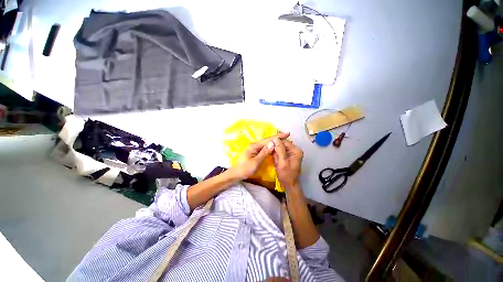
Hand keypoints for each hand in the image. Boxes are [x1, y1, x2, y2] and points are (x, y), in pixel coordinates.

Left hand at [230, 132, 289, 180]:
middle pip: (268, 140)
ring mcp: (255, 149)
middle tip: (287, 136)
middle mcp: (255, 145)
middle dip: (277, 138)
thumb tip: (272, 143)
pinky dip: (272, 147)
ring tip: (284, 140)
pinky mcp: (256, 152)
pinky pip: (265, 148)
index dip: (278, 137)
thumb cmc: (246, 169)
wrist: (237, 174)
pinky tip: (276, 147)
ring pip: (267, 144)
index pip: (268, 140)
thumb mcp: (256, 162)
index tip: (287, 134)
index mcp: (254, 146)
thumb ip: (264, 152)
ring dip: (275, 142)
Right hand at [272, 139, 303, 189]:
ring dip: (275, 151)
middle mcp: (295, 150)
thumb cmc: (286, 175)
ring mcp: (292, 153)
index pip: (284, 142)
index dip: (276, 142)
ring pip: (281, 147)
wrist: (289, 185)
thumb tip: (275, 139)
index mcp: (296, 150)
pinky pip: (281, 152)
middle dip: (275, 147)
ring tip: (272, 156)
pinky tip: (274, 158)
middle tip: (269, 151)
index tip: (268, 145)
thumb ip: (279, 150)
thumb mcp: (282, 162)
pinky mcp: (288, 156)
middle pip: (283, 144)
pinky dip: (276, 154)